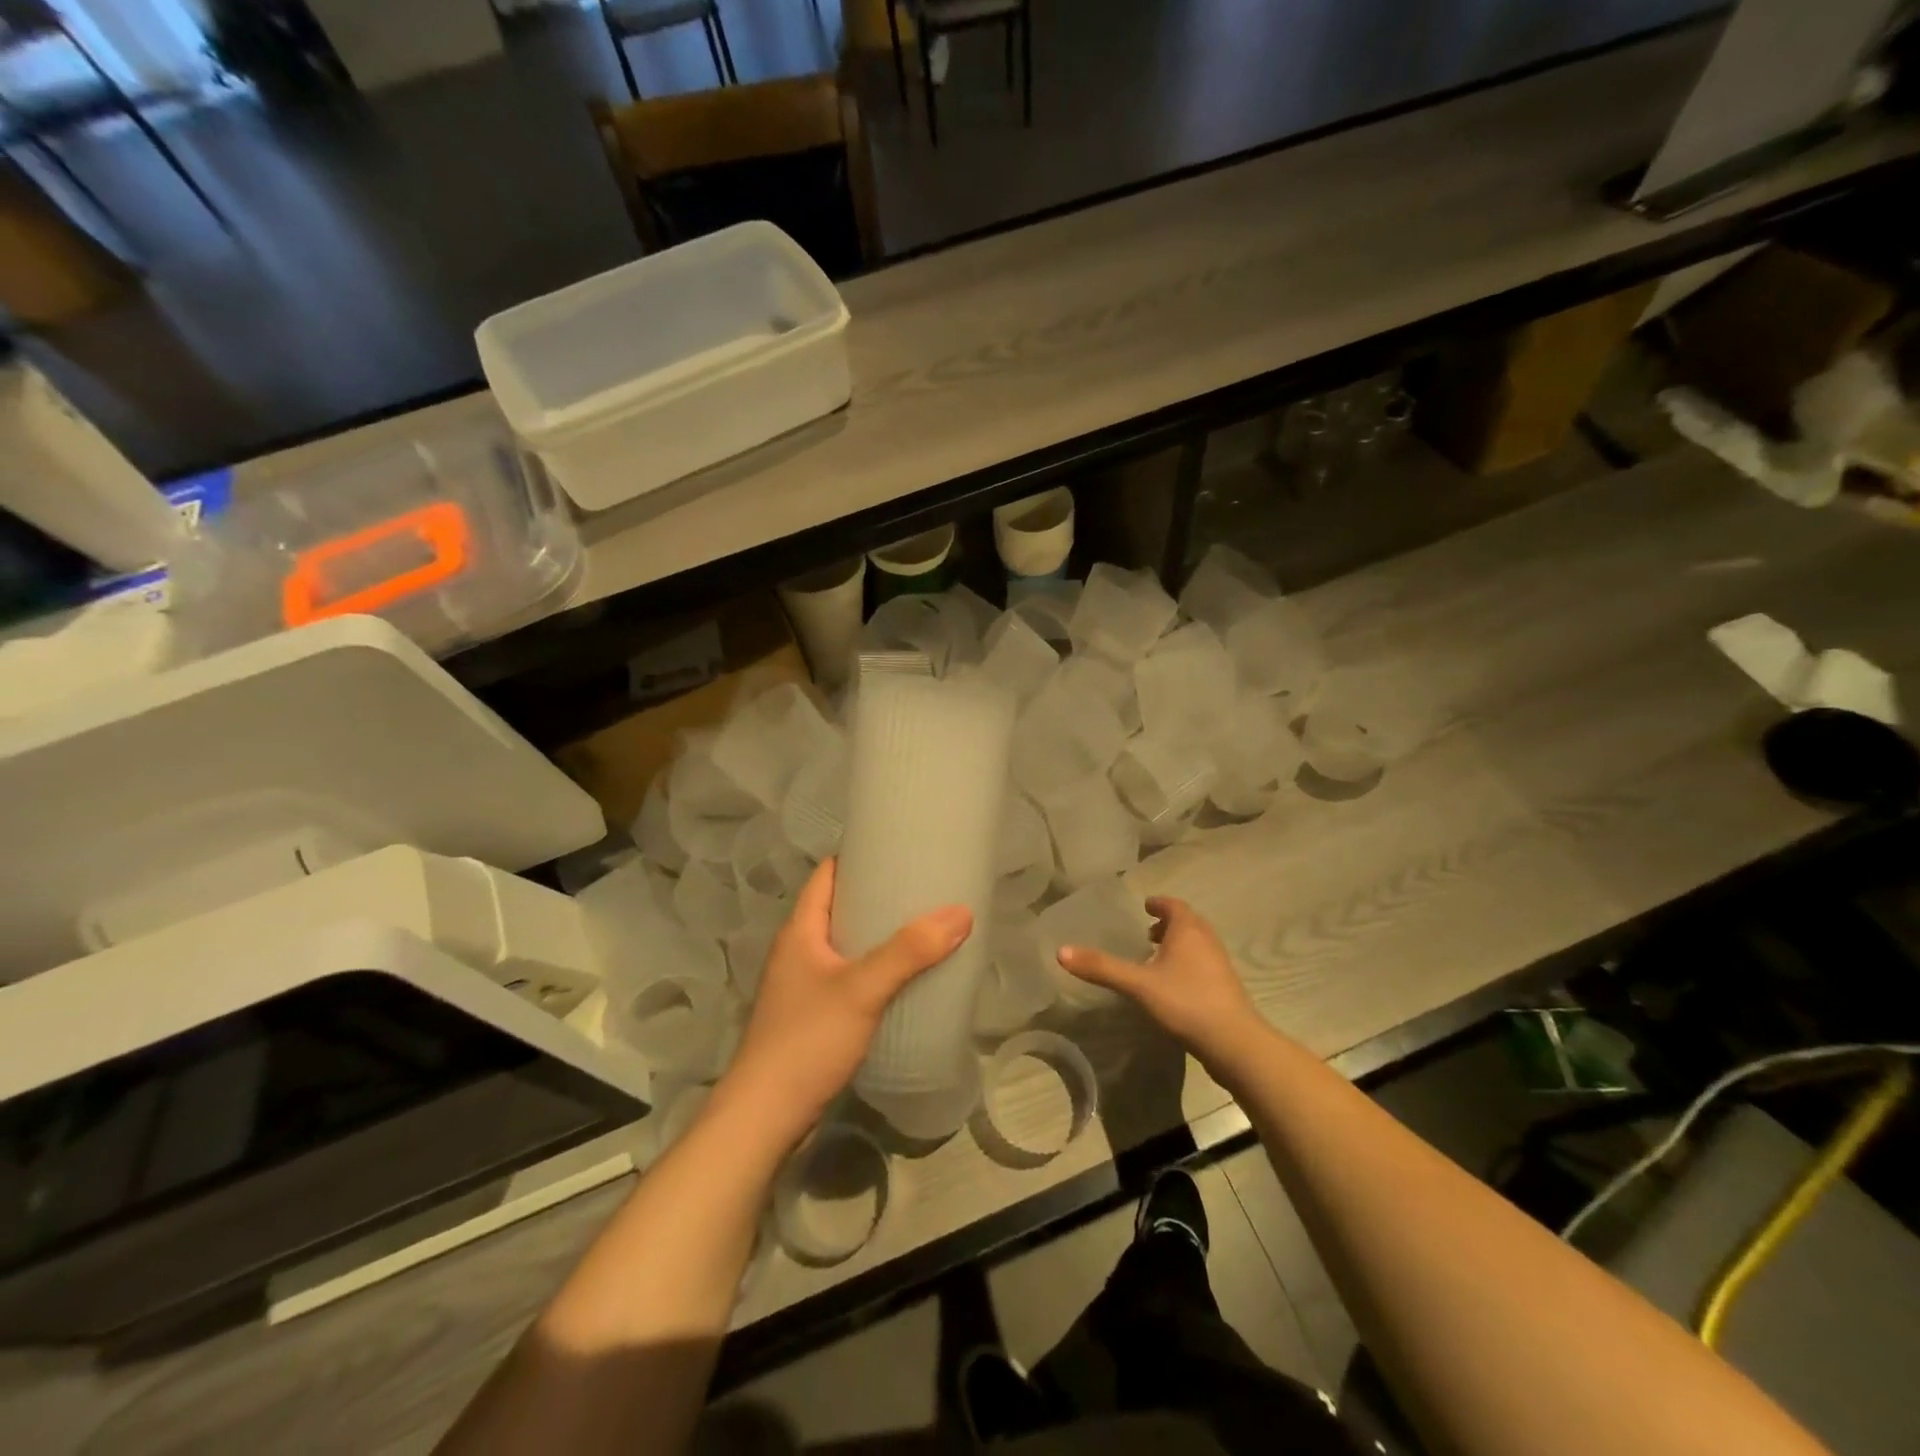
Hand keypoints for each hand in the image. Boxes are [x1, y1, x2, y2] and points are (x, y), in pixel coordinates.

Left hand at [720, 858, 971, 1150]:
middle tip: (922, 890)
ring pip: (844, 945)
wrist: (764, 1117)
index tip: (899, 849)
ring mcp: (802, 986)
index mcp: (800, 930)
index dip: (859, 856)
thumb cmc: (807, 1040)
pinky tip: (902, 980)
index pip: (827, 874)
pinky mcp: (811, 1017)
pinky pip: (847, 977)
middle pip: (838, 908)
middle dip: (878, 897)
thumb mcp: (862, 989)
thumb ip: (909, 952)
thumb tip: (960, 912)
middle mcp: (797, 951)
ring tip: (921, 930)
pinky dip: (873, 969)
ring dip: (877, 936)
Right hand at [1057, 896, 1266, 1071]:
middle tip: (1147, 933)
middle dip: (1168, 924)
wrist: (1234, 1042)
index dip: (1159, 904)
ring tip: (1156, 959)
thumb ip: (1102, 967)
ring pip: (1197, 944)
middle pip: (1188, 923)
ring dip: (1178, 945)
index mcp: (1188, 930)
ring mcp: (1219, 964)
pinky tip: (1173, 985)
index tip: (1145, 907)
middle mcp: (1207, 940)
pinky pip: (1203, 964)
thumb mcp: (1138, 984)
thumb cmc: (1185, 1001)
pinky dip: (1187, 963)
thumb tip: (1060, 951)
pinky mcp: (1225, 987)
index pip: (1174, 905)